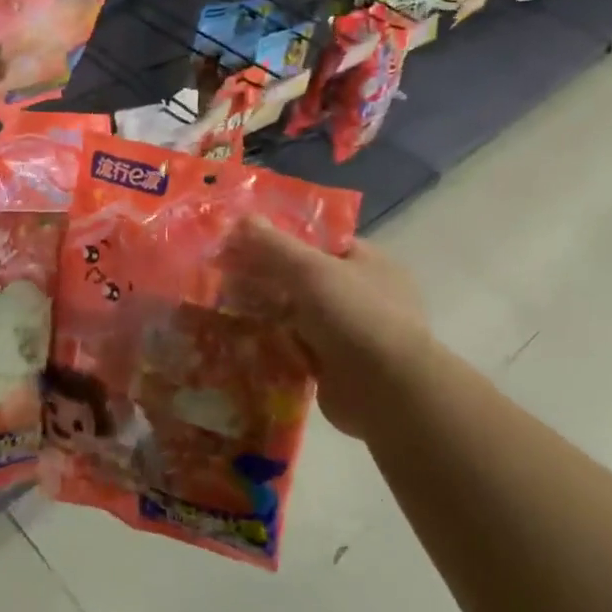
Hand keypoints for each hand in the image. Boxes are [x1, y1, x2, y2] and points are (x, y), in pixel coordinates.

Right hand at [224, 218, 434, 440]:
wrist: (387, 393)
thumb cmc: (355, 316)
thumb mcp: (310, 270)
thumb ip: (274, 245)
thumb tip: (243, 218)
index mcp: (368, 262)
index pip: (319, 241)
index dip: (282, 239)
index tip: (244, 241)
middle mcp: (361, 295)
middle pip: (303, 278)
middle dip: (267, 279)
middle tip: (226, 275)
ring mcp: (349, 332)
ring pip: (296, 315)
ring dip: (266, 314)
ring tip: (224, 306)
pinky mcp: (334, 366)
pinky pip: (295, 347)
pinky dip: (273, 344)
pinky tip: (241, 339)